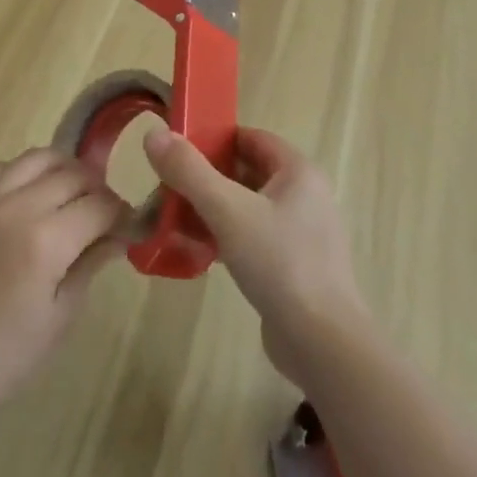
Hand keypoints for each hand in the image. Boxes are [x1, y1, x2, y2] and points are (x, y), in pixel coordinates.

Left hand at [0, 148, 129, 420]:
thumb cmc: (3, 355)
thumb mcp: (60, 317)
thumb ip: (91, 264)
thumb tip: (120, 234)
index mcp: (46, 241)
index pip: (101, 205)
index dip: (121, 214)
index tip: (127, 226)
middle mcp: (17, 207)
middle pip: (74, 174)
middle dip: (97, 190)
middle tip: (101, 215)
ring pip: (38, 158)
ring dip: (63, 172)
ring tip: (68, 195)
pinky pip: (0, 168)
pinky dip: (22, 174)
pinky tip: (26, 197)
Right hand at [143, 126, 370, 386]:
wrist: (322, 343)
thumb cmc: (279, 263)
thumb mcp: (228, 211)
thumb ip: (190, 172)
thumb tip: (155, 134)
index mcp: (298, 172)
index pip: (252, 138)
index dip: (215, 139)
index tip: (178, 150)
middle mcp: (304, 195)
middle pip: (247, 172)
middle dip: (207, 178)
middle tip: (168, 187)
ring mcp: (301, 233)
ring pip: (248, 208)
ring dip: (213, 210)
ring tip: (174, 219)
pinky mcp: (293, 266)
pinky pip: (253, 238)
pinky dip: (226, 238)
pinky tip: (196, 252)